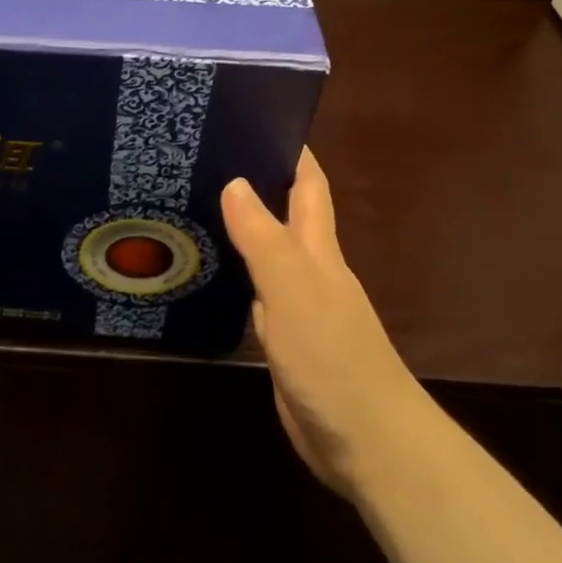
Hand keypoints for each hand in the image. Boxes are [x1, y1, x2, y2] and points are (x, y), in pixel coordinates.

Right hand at [222, 148, 416, 499]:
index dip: (292, 151)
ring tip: (194, 202)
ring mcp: (296, 306)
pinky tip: (208, 270)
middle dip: (255, 181)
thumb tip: (234, 180)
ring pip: (264, 254)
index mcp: (317, 249)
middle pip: (282, 214)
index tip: (259, 117)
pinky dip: (235, 276)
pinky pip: (254, 295)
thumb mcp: (293, 289)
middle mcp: (308, 270)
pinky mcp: (283, 340)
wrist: (367, 444)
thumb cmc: (333, 356)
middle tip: (204, 156)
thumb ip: (262, 237)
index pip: (307, 185)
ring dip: (238, 229)